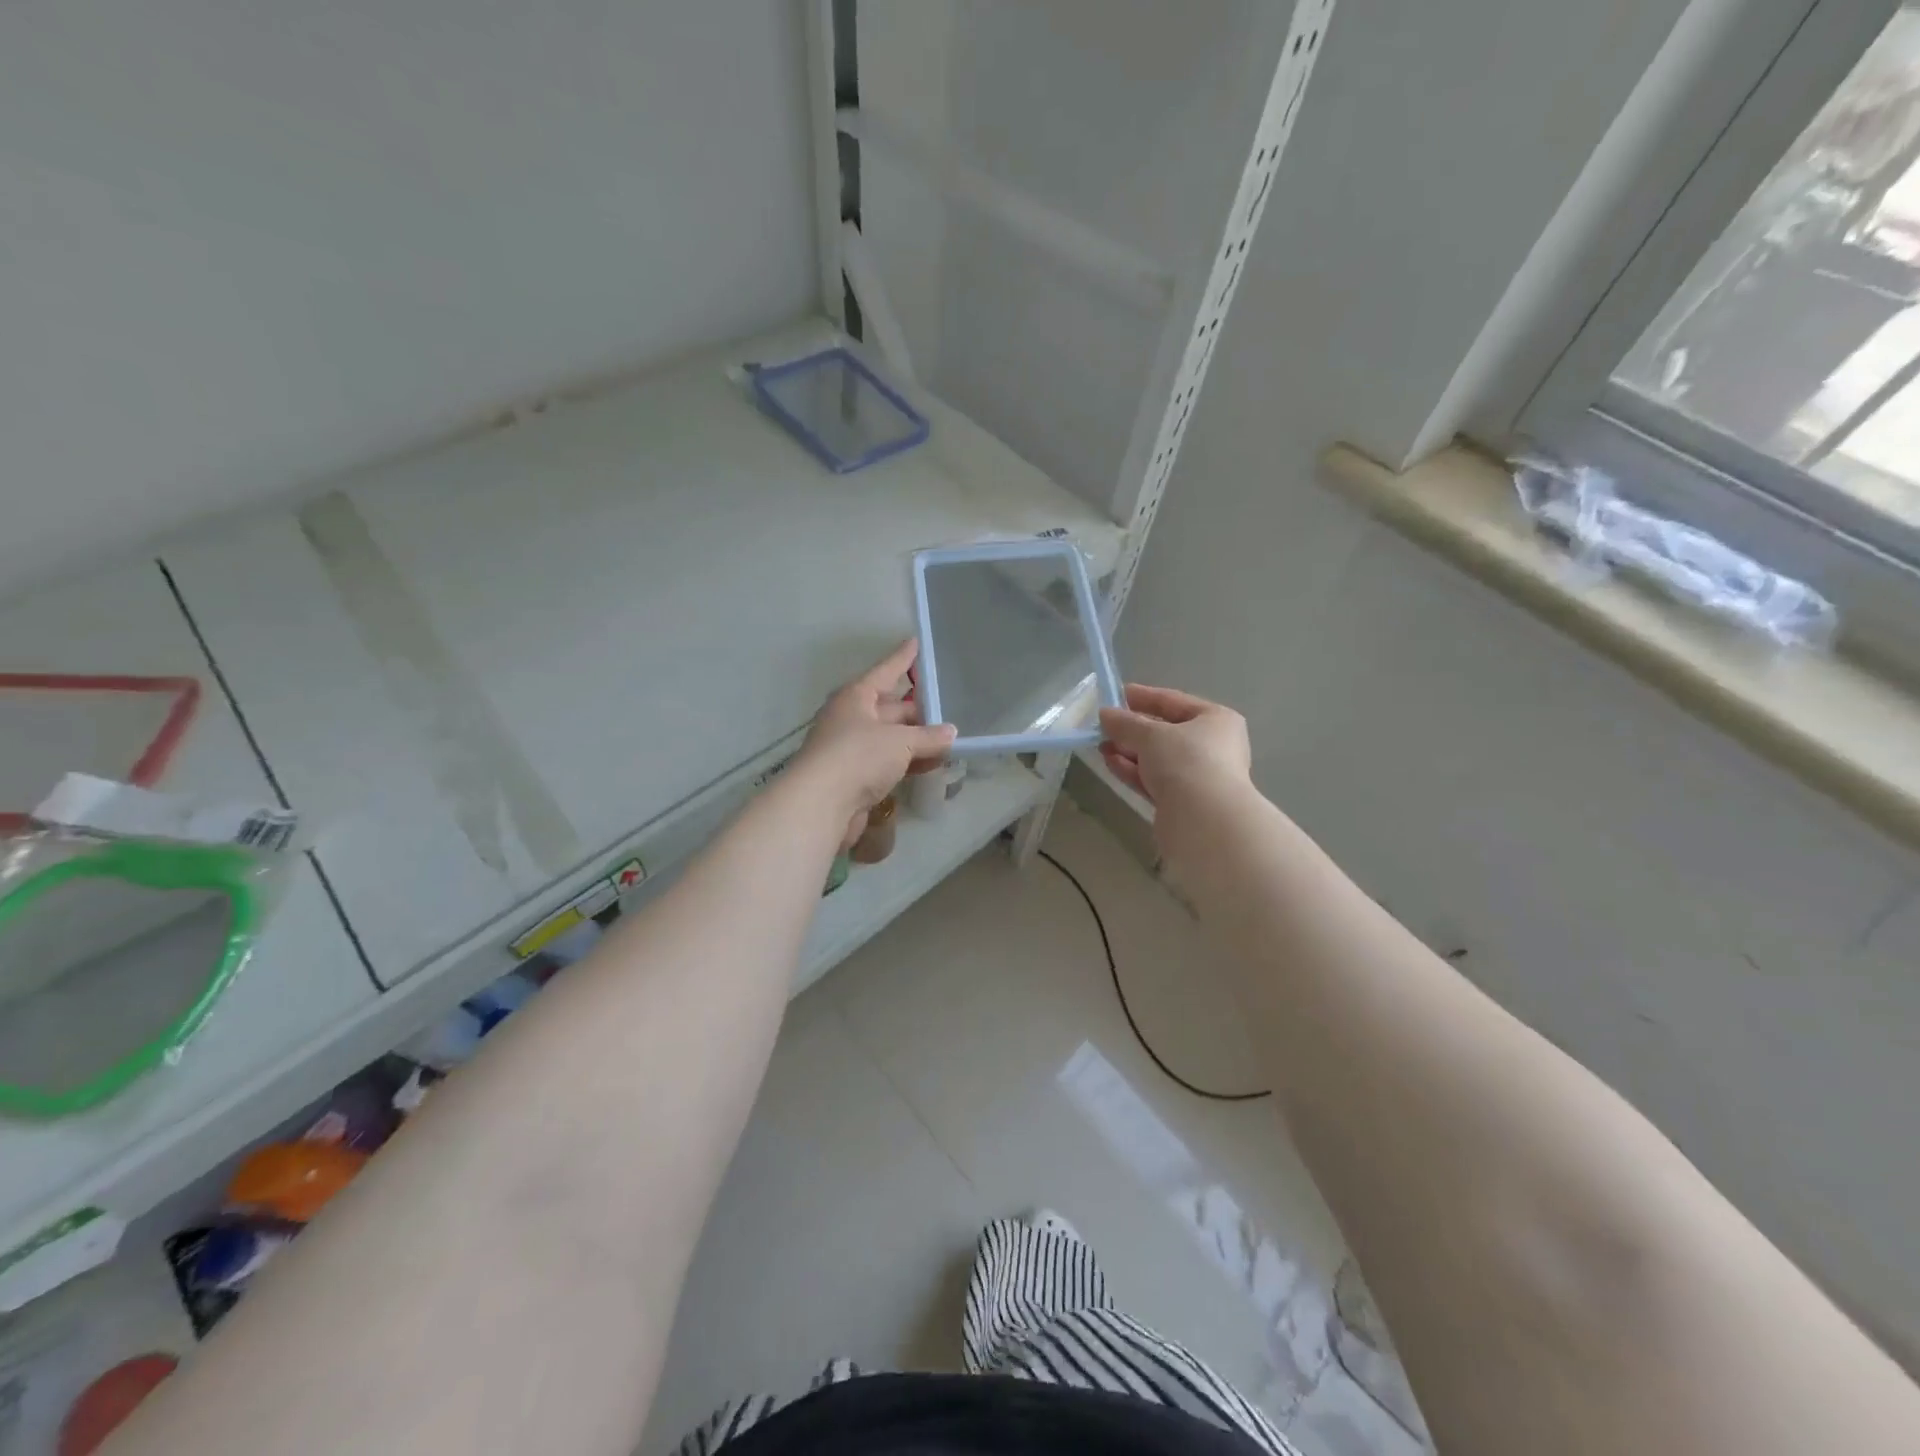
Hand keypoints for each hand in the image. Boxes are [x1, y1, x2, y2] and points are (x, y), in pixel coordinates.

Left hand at [795, 640, 955, 844]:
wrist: (820, 805)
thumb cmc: (858, 757)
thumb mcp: (900, 742)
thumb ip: (928, 736)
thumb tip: (950, 733)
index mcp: (856, 697)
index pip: (885, 671)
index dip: (902, 658)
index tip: (915, 642)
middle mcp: (851, 718)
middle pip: (889, 708)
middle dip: (917, 710)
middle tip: (947, 709)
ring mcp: (851, 749)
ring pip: (890, 738)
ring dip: (916, 740)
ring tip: (947, 740)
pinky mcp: (854, 777)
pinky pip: (887, 762)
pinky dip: (908, 762)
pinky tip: (931, 765)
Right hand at [1098, 684, 1252, 850]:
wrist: (1205, 821)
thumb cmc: (1186, 762)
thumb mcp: (1151, 735)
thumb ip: (1125, 723)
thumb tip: (1105, 715)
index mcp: (1216, 720)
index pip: (1174, 701)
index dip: (1144, 696)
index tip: (1117, 694)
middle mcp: (1212, 746)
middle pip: (1165, 732)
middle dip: (1132, 729)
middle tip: (1103, 725)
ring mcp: (1199, 776)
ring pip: (1157, 758)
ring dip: (1129, 751)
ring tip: (1101, 745)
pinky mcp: (1183, 802)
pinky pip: (1154, 779)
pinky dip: (1133, 770)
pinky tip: (1110, 763)